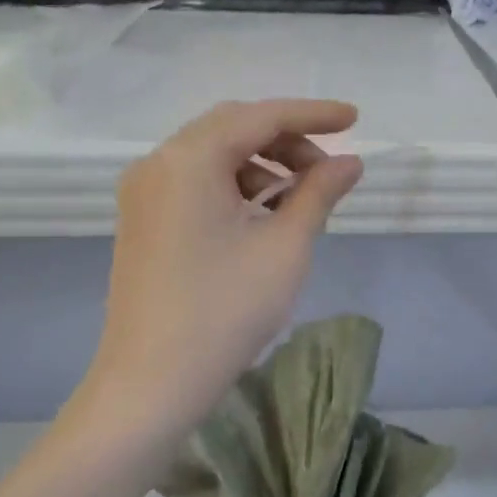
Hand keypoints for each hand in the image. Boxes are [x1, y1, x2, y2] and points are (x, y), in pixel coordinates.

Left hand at [80, 99, 363, 445]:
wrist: (151, 383)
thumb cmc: (225, 311)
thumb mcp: (284, 247)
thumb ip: (318, 193)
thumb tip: (349, 162)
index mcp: (188, 159)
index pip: (260, 117)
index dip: (312, 114)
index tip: (354, 119)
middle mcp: (157, 163)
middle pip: (232, 129)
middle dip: (285, 140)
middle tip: (328, 167)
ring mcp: (143, 193)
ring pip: (212, 156)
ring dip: (260, 165)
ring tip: (300, 200)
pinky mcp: (142, 220)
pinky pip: (194, 183)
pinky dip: (233, 187)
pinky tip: (263, 217)